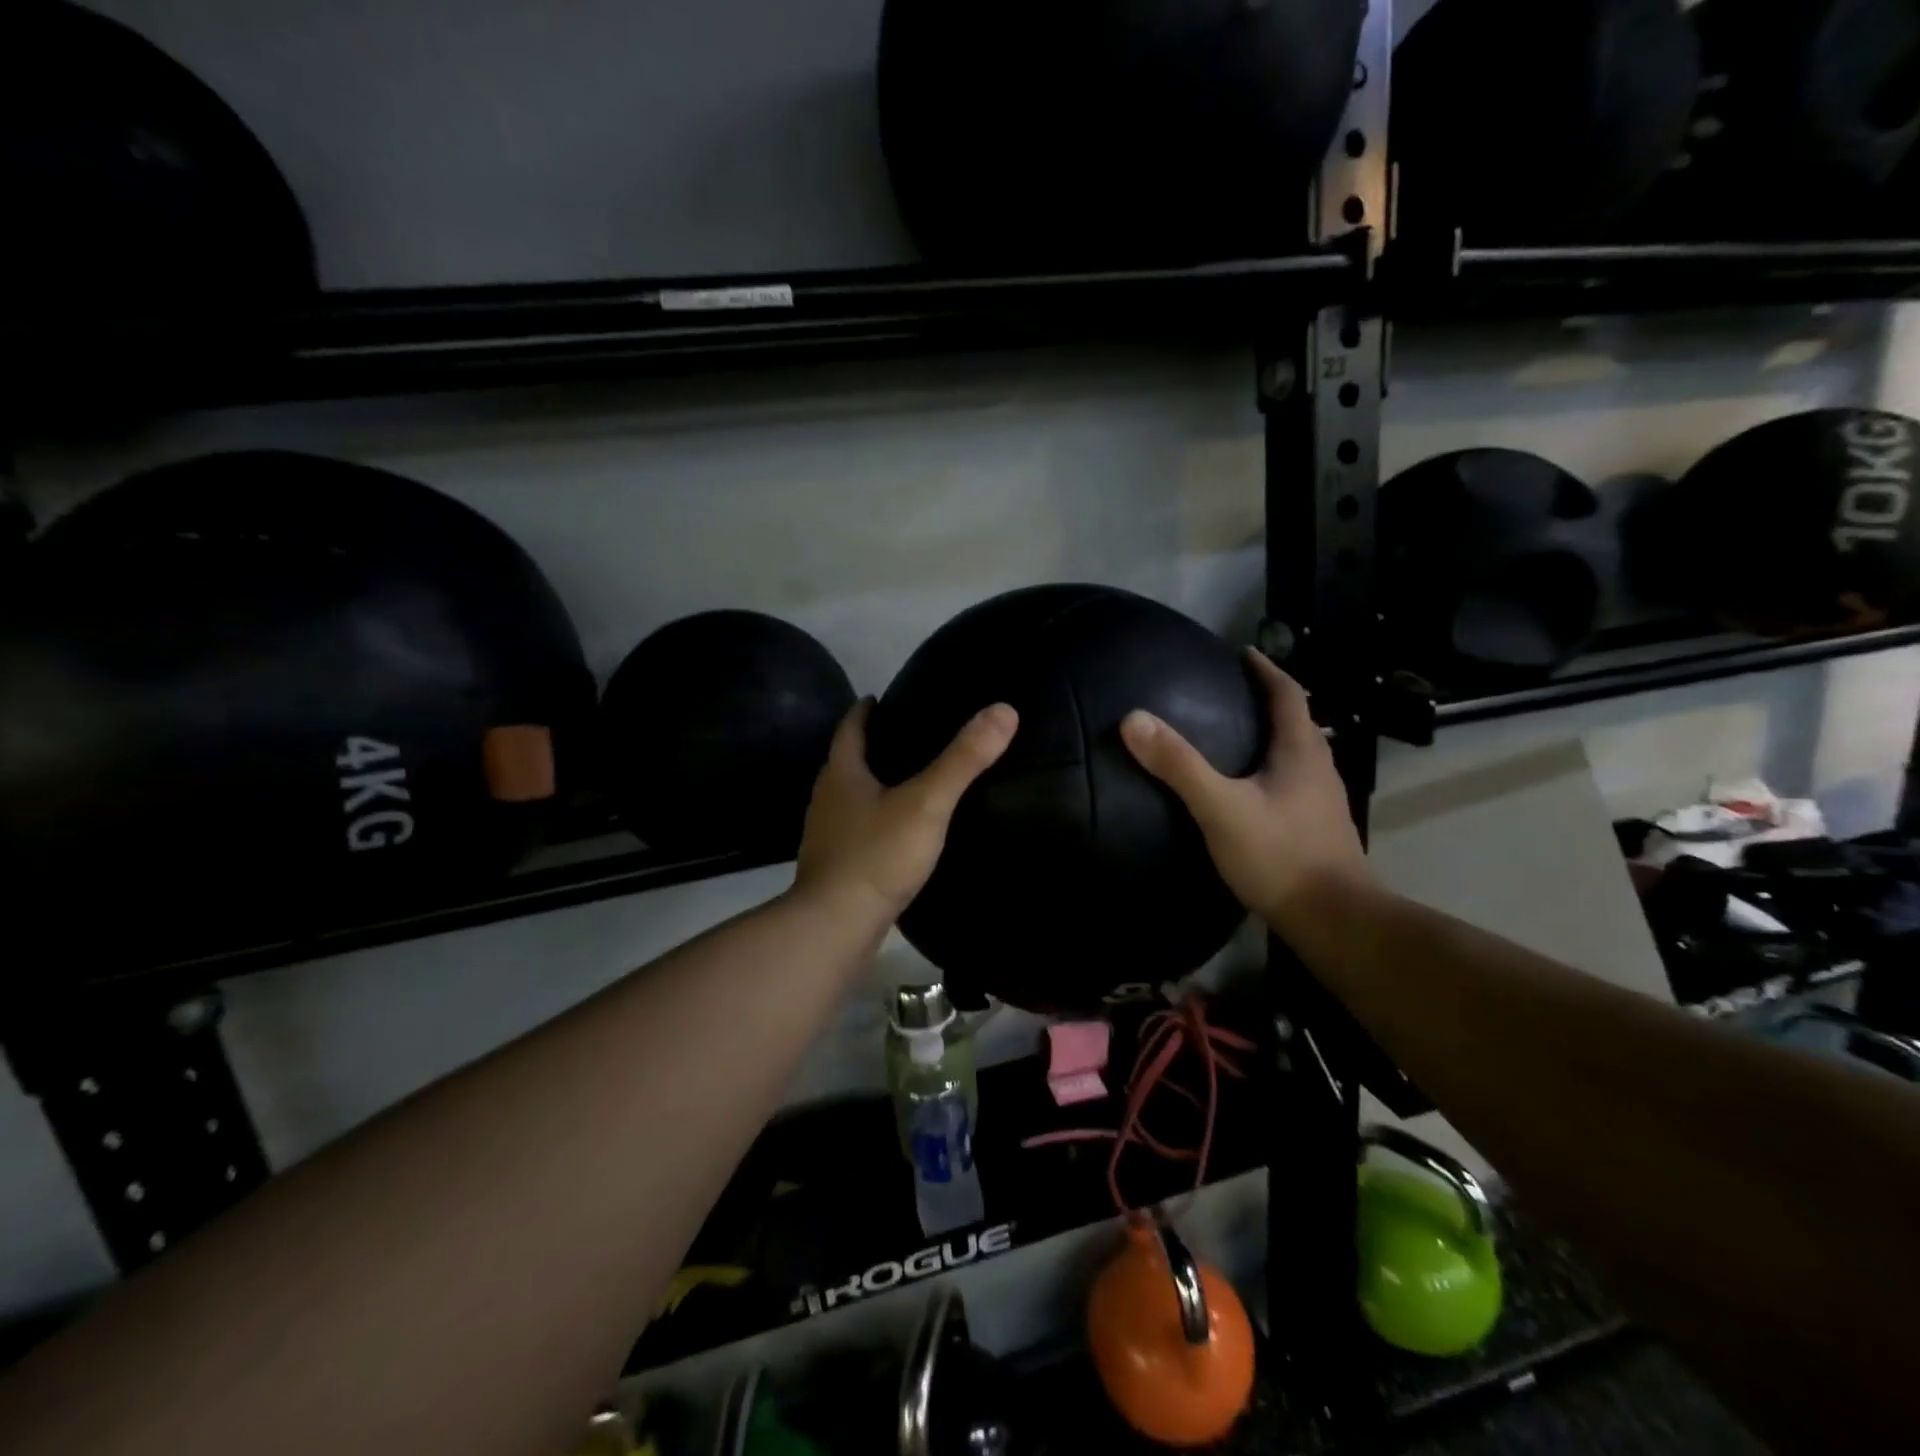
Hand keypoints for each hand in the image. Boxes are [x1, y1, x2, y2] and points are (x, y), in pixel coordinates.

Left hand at [794, 698, 1017, 925]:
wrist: (835, 926)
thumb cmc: (878, 855)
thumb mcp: (927, 803)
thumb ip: (963, 759)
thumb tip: (1003, 710)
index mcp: (841, 775)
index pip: (850, 729)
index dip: (865, 711)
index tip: (880, 698)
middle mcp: (827, 800)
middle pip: (846, 762)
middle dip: (870, 747)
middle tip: (905, 738)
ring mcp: (827, 836)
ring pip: (850, 799)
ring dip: (871, 786)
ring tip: (906, 782)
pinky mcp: (834, 867)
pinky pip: (856, 831)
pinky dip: (874, 821)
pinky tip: (898, 832)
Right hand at [1119, 648, 1371, 932]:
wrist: (1333, 919)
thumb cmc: (1279, 855)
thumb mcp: (1220, 807)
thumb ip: (1179, 765)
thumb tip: (1134, 719)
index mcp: (1301, 751)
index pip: (1288, 694)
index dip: (1267, 670)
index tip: (1243, 652)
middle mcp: (1319, 768)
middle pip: (1297, 721)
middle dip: (1269, 701)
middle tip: (1231, 692)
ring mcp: (1322, 801)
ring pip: (1298, 754)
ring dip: (1272, 736)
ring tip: (1236, 734)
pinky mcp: (1317, 828)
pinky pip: (1294, 782)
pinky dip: (1272, 770)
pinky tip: (1249, 789)